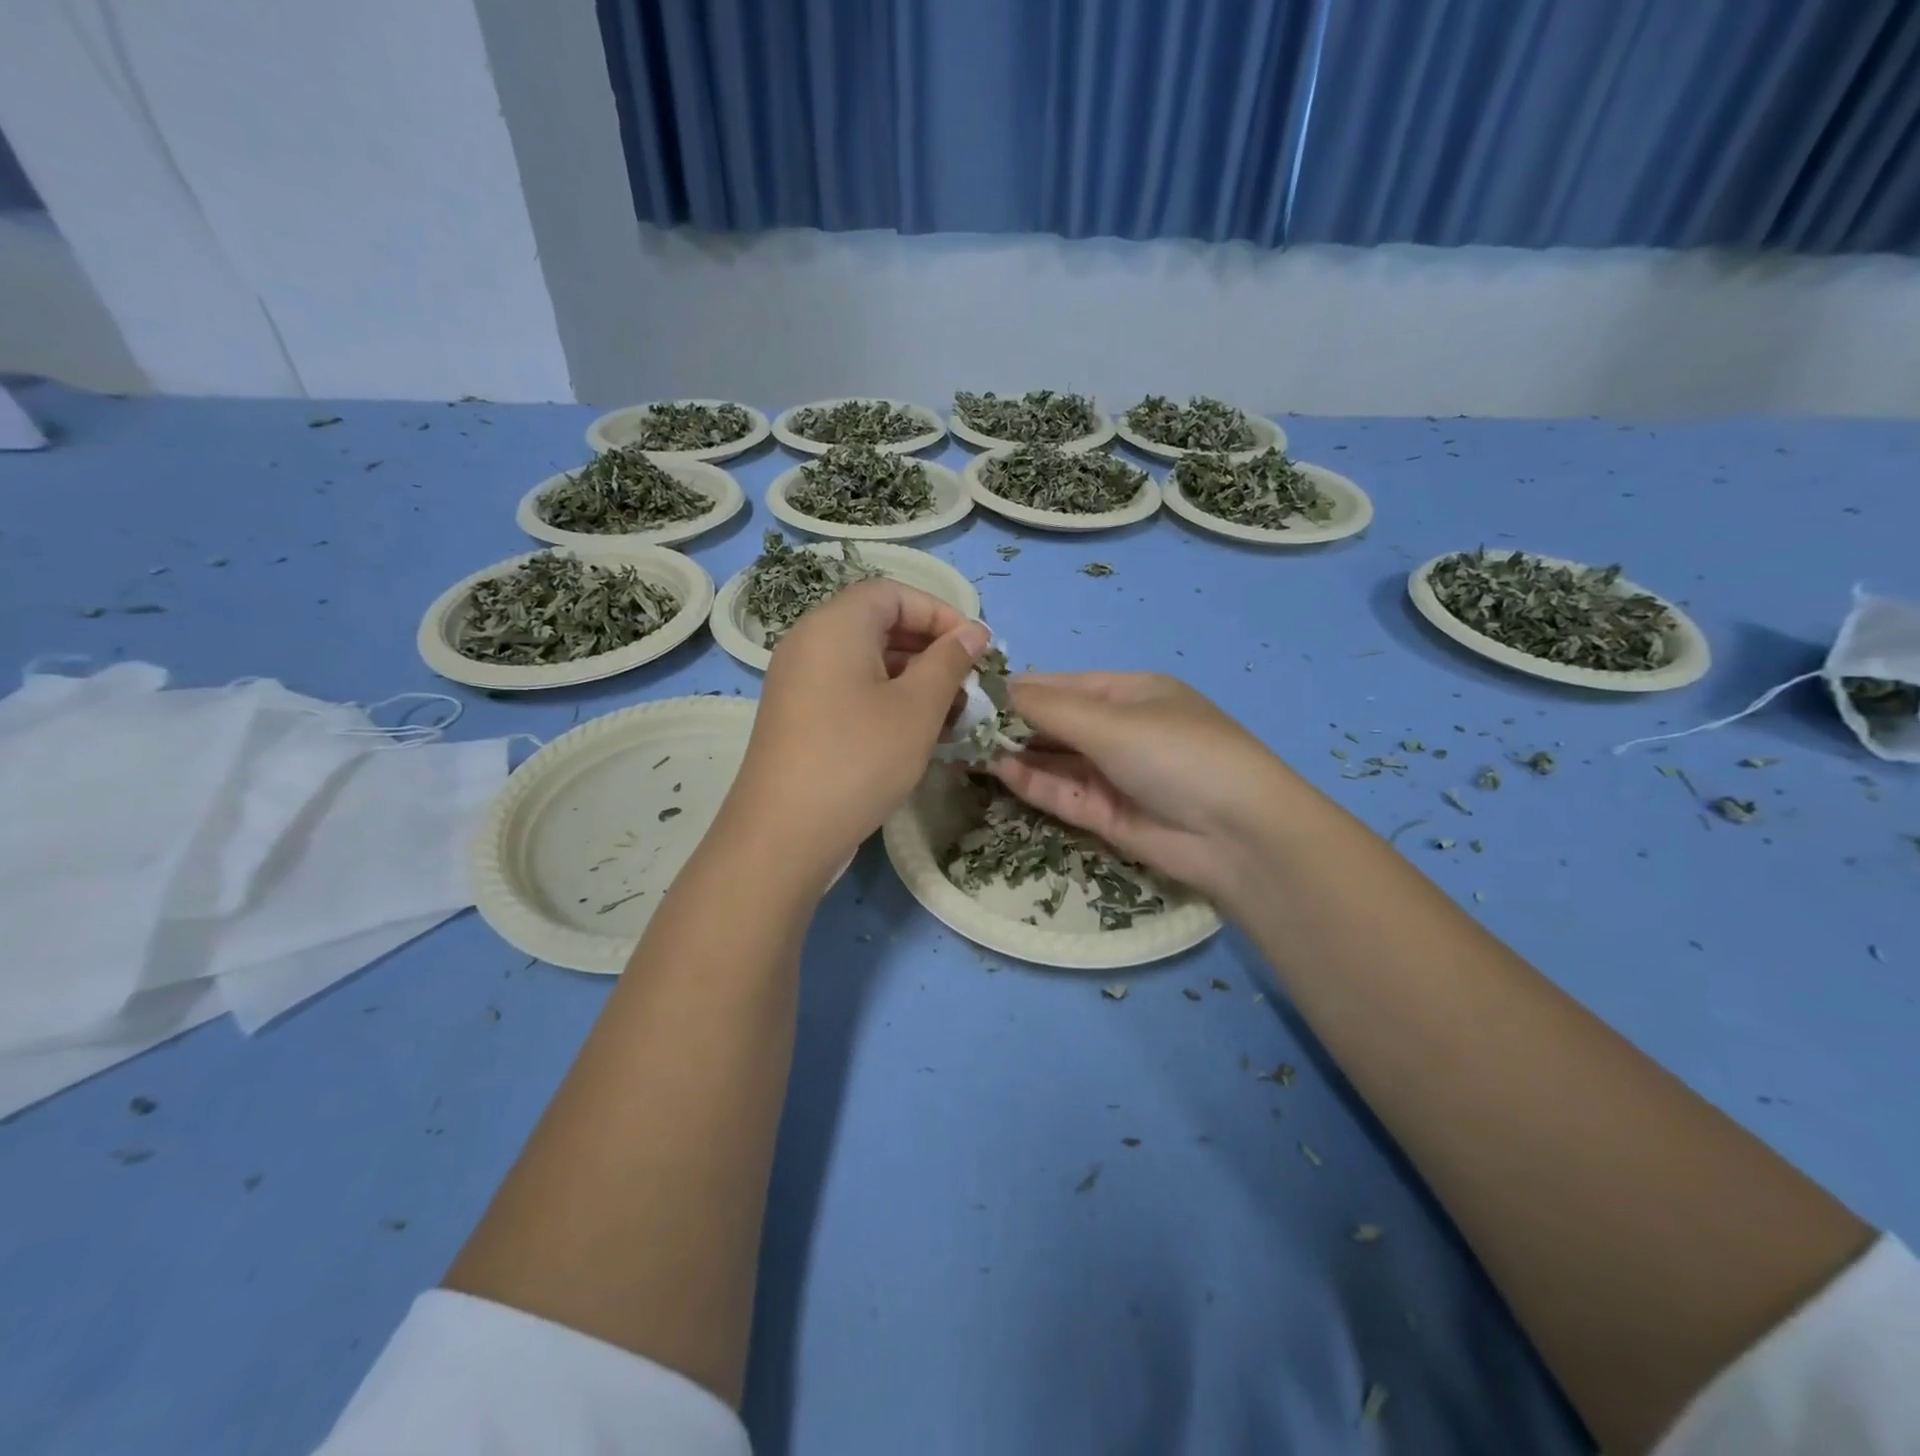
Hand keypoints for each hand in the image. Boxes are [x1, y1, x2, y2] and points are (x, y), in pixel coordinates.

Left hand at [726, 579, 990, 881]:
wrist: (784, 834)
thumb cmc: (859, 759)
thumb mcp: (917, 708)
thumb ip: (949, 661)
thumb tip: (974, 630)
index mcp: (835, 625)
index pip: (893, 593)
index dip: (940, 613)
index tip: (974, 648)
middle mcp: (810, 642)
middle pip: (878, 624)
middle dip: (930, 648)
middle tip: (967, 684)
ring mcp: (799, 680)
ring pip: (866, 661)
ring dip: (913, 678)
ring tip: (951, 714)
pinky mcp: (799, 715)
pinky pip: (849, 688)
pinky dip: (886, 698)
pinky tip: (916, 732)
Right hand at [991, 672, 1296, 901]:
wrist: (1239, 836)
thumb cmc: (1177, 754)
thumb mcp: (1112, 722)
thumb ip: (1050, 708)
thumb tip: (998, 688)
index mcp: (1131, 693)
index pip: (1062, 686)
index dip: (1018, 689)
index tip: (969, 692)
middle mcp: (1121, 730)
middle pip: (1056, 723)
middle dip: (1011, 724)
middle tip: (956, 724)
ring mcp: (1114, 774)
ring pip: (1055, 760)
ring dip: (1016, 754)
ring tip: (965, 747)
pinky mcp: (1107, 815)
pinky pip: (1062, 792)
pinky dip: (1032, 782)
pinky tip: (998, 770)